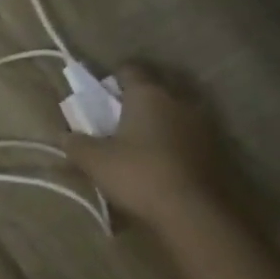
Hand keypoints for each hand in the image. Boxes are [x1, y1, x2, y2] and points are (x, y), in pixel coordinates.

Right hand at [64, 64, 243, 234]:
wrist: (192, 209)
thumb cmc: (138, 174)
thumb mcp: (96, 162)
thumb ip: (76, 145)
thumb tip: (63, 135)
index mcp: (148, 94)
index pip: (130, 69)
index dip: (114, 77)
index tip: (103, 92)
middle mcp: (178, 99)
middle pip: (158, 85)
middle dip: (140, 95)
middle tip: (122, 114)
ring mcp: (202, 122)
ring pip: (178, 108)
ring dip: (162, 117)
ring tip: (145, 137)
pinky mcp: (216, 146)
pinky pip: (191, 131)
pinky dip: (178, 137)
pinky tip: (166, 156)